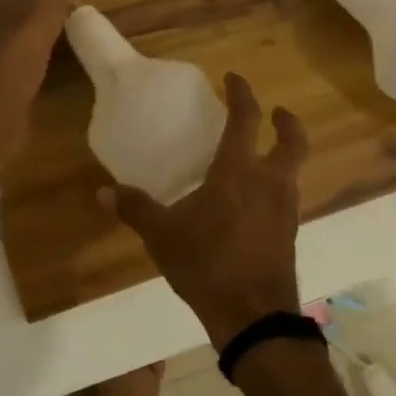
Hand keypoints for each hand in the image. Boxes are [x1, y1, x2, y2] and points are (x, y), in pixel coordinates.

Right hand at [101, 73, 309, 349]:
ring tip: (260, 157)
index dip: (242, 93)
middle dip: (286, 122)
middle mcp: (269, 182)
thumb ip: (135, 208)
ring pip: (293, 170)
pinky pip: (287, 197)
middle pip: (292, 141)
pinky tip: (255, 201)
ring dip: (282, 155)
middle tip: (275, 112)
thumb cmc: (207, 263)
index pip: (246, 118)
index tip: (233, 78)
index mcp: (239, 171)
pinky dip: (276, 186)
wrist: (253, 316)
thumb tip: (103, 192)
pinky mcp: (290, 234)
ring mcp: (285, 209)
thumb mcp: (162, 235)